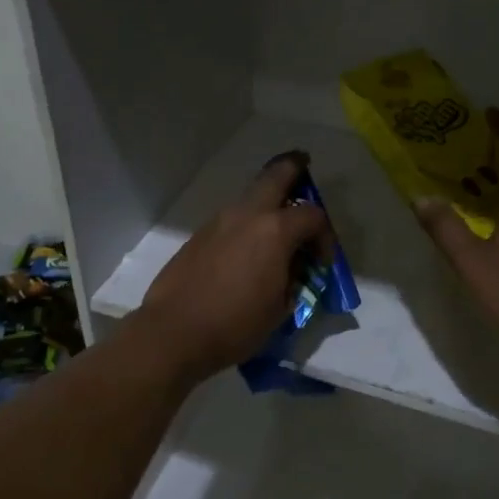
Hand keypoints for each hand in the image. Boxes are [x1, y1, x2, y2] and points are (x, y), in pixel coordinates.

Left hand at [138, 153, 331, 380]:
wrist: (174, 333)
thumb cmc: (235, 325)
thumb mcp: (280, 308)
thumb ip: (293, 279)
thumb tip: (293, 269)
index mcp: (275, 231)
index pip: (312, 216)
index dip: (325, 236)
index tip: (321, 262)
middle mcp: (247, 215)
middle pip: (275, 175)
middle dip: (293, 168)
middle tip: (303, 165)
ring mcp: (218, 222)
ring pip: (249, 197)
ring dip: (266, 201)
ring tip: (275, 224)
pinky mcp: (198, 236)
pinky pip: (230, 219)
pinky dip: (245, 223)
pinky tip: (246, 250)